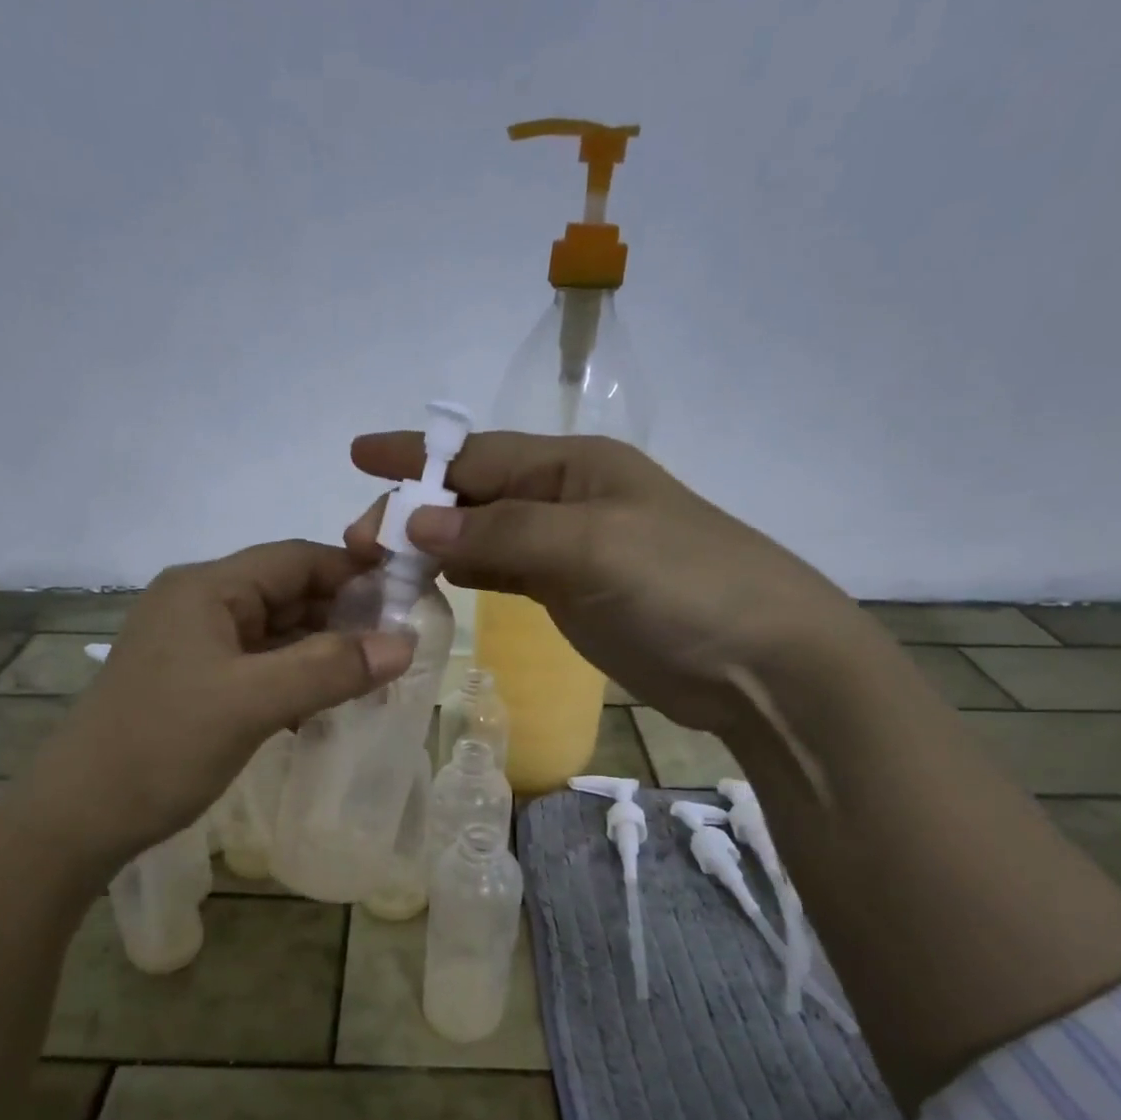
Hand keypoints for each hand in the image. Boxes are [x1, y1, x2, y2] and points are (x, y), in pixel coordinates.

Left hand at [22, 541, 414, 864]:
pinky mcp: (193, 681)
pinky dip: (294, 677)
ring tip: (374, 676)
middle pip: (286, 592)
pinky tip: (326, 703)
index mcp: (206, 588)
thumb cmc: (163, 746)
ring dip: (321, 651)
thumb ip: (330, 668)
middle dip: (342, 615)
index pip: (296, 558)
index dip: (354, 572)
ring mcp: (193, 644)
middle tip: (399, 646)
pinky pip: (258, 665)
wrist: (78, 816)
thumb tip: (406, 644)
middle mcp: (198, 604)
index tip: (407, 599)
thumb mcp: (253, 702)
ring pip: (274, 632)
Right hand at [346, 431, 864, 734]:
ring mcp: (572, 551)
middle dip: (416, 509)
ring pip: (485, 536)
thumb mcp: (593, 548)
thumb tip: (416, 523)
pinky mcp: (574, 596)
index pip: (479, 455)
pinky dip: (467, 574)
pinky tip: (436, 580)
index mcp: (576, 467)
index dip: (417, 457)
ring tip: (380, 561)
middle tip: (357, 542)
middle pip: (475, 496)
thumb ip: (503, 534)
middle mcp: (568, 500)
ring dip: (434, 544)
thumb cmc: (684, 588)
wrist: (763, 664)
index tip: (358, 456)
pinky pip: (504, 573)